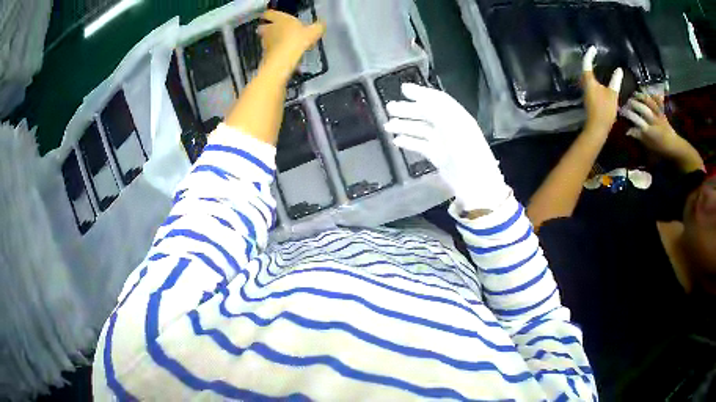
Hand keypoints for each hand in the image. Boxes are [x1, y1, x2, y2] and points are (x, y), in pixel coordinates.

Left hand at [258, 10, 325, 72]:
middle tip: (276, 30)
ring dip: (271, 39)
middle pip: (264, 26)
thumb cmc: (298, 39)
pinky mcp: (265, 53)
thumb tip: (321, 25)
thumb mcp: (314, 31)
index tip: (272, 16)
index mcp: (280, 19)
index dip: (270, 14)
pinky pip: (269, 49)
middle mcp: (269, 28)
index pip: (269, 13)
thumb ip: (317, 27)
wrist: (284, 59)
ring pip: (266, 38)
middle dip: (268, 28)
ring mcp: (265, 41)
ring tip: (282, 44)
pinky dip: (274, 50)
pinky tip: (283, 54)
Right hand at [383, 84, 511, 212]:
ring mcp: (444, 143)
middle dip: (408, 110)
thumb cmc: (467, 152)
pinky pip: (421, 146)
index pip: (437, 100)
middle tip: (389, 108)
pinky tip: (396, 141)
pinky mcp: (438, 157)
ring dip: (405, 126)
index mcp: (456, 116)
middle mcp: (450, 127)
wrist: (477, 185)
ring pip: (421, 130)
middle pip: (426, 114)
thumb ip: (434, 107)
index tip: (403, 89)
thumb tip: (413, 93)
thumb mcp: (453, 124)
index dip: (420, 93)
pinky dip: (409, 142)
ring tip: (388, 125)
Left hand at [582, 46, 623, 133]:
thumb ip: (615, 81)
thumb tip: (619, 70)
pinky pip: (590, 84)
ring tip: (599, 65)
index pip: (587, 63)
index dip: (589, 54)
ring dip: (592, 70)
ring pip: (587, 77)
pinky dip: (594, 78)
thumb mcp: (613, 94)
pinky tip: (600, 81)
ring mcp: (586, 92)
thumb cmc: (605, 110)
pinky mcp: (589, 98)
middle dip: (589, 61)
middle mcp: (585, 84)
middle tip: (595, 55)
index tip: (593, 48)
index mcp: (589, 81)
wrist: (597, 128)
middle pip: (585, 69)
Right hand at [621, 92, 679, 154]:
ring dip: (641, 96)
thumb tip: (628, 131)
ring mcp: (658, 115)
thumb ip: (639, 137)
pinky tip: (649, 92)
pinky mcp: (663, 113)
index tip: (621, 111)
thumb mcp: (649, 147)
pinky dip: (654, 96)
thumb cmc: (661, 150)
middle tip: (627, 101)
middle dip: (633, 103)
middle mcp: (653, 120)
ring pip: (649, 102)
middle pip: (641, 107)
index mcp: (649, 130)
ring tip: (635, 94)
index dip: (627, 113)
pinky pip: (659, 102)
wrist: (675, 149)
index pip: (635, 118)